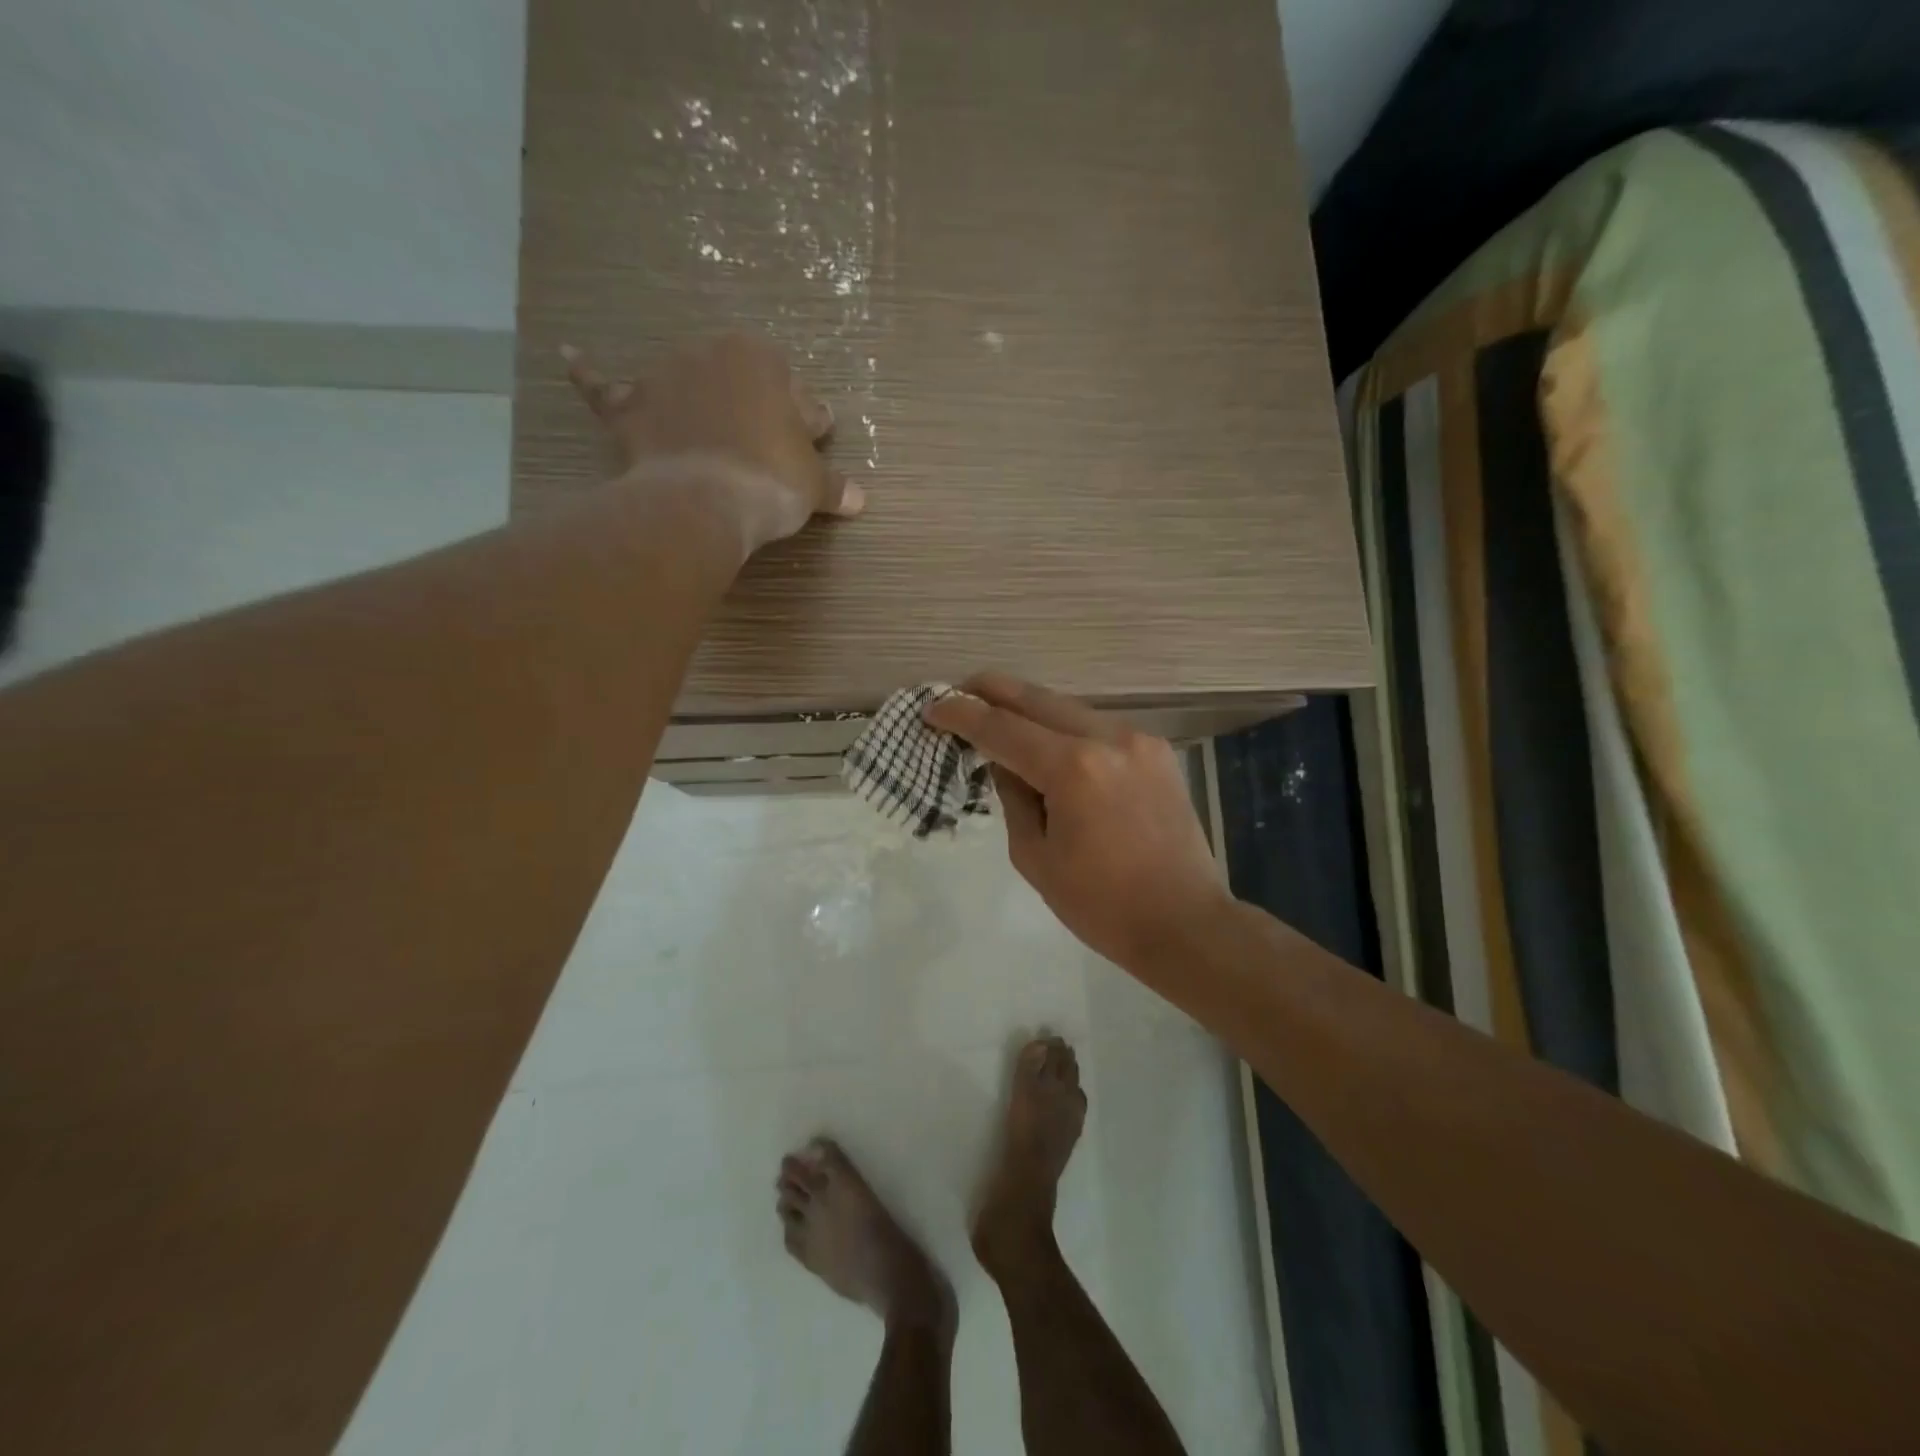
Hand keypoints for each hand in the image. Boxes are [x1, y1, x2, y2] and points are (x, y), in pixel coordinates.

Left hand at [563, 333, 863, 555]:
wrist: (704, 500)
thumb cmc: (770, 480)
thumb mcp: (813, 486)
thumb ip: (835, 487)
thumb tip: (860, 500)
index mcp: (763, 361)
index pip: (797, 396)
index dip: (806, 430)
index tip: (806, 453)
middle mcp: (711, 353)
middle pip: (742, 387)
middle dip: (755, 415)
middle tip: (765, 456)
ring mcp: (664, 377)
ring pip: (687, 387)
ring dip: (697, 404)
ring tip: (706, 437)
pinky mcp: (629, 407)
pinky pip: (605, 387)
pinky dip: (590, 375)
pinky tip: (571, 357)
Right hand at [925, 673, 1231, 972]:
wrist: (1185, 923)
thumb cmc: (1101, 905)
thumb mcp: (1034, 856)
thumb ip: (1012, 797)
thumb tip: (1001, 760)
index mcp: (1073, 769)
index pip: (1002, 728)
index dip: (961, 715)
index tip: (933, 709)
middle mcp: (1108, 738)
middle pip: (1036, 698)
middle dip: (992, 691)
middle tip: (958, 692)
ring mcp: (1138, 739)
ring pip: (1068, 708)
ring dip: (1029, 709)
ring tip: (998, 719)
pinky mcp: (1157, 751)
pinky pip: (1097, 726)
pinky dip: (1064, 728)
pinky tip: (1047, 745)